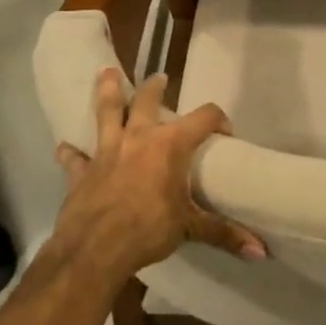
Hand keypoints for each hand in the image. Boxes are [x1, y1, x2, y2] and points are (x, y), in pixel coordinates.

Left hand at [51, 68, 265, 284]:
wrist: (94, 250)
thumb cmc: (148, 230)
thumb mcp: (190, 229)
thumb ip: (224, 233)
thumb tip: (261, 252)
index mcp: (170, 145)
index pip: (204, 117)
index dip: (218, 120)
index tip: (224, 132)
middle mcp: (139, 138)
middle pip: (148, 102)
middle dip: (155, 88)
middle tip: (159, 78)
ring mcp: (106, 151)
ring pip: (107, 112)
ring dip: (108, 92)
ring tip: (106, 73)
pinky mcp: (81, 171)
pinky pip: (74, 158)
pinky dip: (71, 152)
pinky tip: (64, 147)